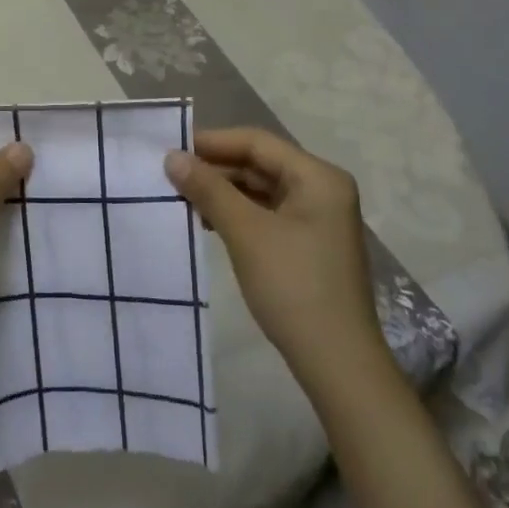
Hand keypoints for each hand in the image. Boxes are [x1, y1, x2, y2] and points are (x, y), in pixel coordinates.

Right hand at [164, 128, 389, 398]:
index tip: (171, 148)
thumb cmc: (293, 287)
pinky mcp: (308, 244)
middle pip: (260, 163)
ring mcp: (318, 218)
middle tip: (171, 175)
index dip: (212, 142)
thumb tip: (171, 157)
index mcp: (318, 177)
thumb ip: (208, 189)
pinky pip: (267, 213)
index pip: (257, 142)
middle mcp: (322, 189)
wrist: (337, 365)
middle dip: (216, 168)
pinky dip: (237, 213)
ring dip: (223, 192)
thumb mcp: (246, 232)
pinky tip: (208, 223)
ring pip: (261, 189)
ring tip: (182, 198)